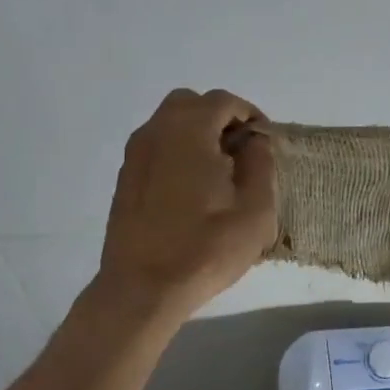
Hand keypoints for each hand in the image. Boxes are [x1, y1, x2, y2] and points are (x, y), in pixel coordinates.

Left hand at [97, 88, 275, 320]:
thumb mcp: (255, 211)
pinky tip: (191, 190)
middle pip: (191, 104)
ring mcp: (135, 154)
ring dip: (196, 135)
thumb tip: (254, 143)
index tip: (264, 142)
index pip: (223, 101)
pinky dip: (177, 152)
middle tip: (240, 152)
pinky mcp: (125, 178)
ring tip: (218, 173)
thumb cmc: (205, 248)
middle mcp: (156, 131)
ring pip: (169, 124)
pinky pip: (156, 147)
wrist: (142, 288)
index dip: (249, 115)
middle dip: (219, 119)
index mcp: (189, 130)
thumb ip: (261, 165)